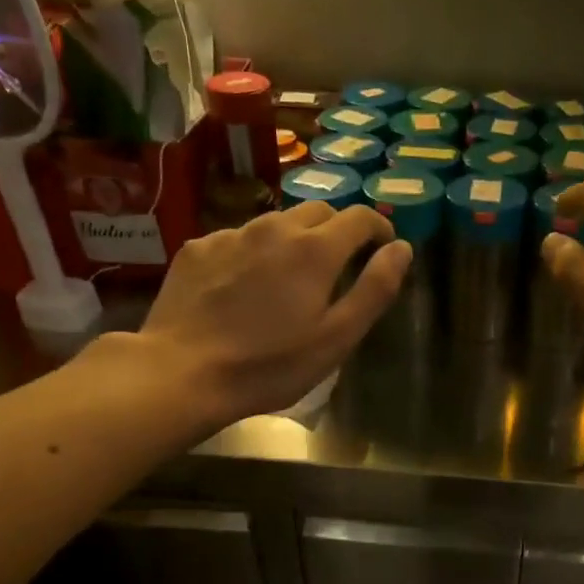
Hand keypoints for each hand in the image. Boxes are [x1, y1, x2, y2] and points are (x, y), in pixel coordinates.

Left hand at [117, 202, 410, 426]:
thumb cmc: (270, 364)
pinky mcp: (198, 247)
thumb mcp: (337, 337)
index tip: (383, 247)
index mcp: (315, 249)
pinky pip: (239, 238)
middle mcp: (275, 228)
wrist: (181, 372)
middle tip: (340, 265)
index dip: (378, 227)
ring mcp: (232, 234)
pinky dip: (255, 253)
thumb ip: (375, 288)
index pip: (360, 217)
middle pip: (319, 211)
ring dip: (295, 240)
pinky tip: (244, 288)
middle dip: (338, 231)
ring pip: (277, 223)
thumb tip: (402, 248)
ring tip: (290, 278)